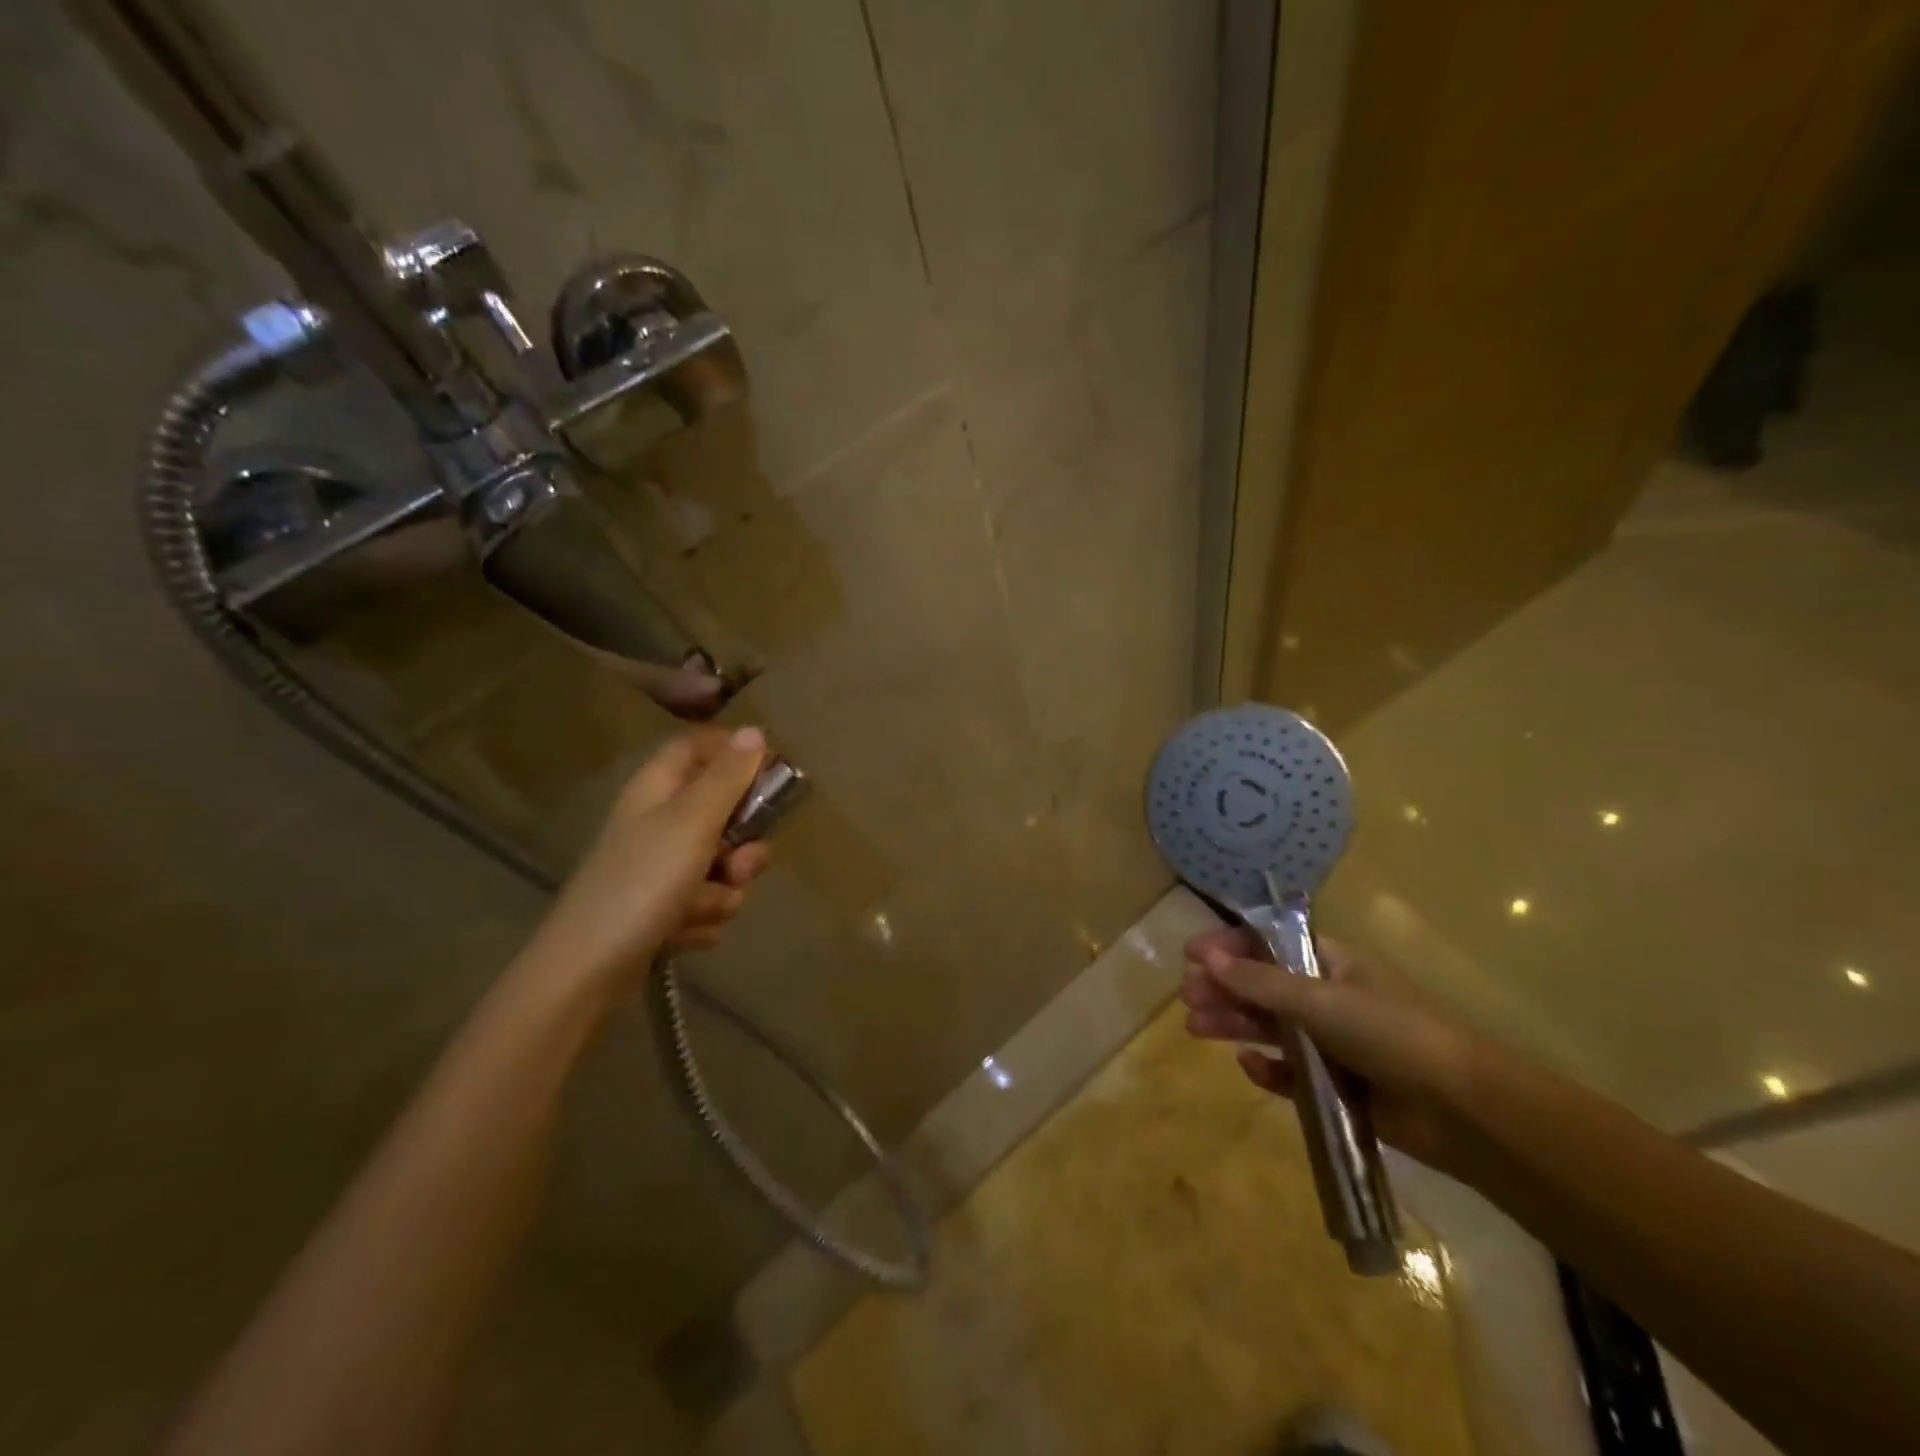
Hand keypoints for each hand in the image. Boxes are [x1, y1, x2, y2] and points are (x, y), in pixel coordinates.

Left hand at [518, 726, 772, 1002]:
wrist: (586, 971)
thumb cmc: (641, 884)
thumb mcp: (692, 822)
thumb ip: (728, 777)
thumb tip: (755, 729)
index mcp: (658, 789)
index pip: (699, 747)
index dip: (735, 755)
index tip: (770, 775)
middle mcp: (659, 823)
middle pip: (723, 812)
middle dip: (742, 845)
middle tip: (737, 864)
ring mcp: (660, 868)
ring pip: (723, 865)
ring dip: (723, 891)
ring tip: (698, 909)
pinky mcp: (663, 908)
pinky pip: (708, 902)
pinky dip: (704, 918)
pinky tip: (685, 932)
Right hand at [1181, 927, 1487, 1177]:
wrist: (1460, 1108)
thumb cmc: (1388, 1032)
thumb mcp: (1317, 998)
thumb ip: (1258, 981)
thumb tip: (1205, 956)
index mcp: (1330, 963)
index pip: (1268, 944)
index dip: (1229, 945)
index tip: (1191, 954)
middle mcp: (1327, 998)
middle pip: (1262, 986)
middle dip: (1223, 988)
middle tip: (1187, 998)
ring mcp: (1332, 1042)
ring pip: (1270, 1027)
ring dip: (1233, 1023)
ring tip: (1195, 1027)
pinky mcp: (1337, 1085)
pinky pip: (1290, 1072)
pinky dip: (1268, 1068)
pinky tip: (1248, 1065)